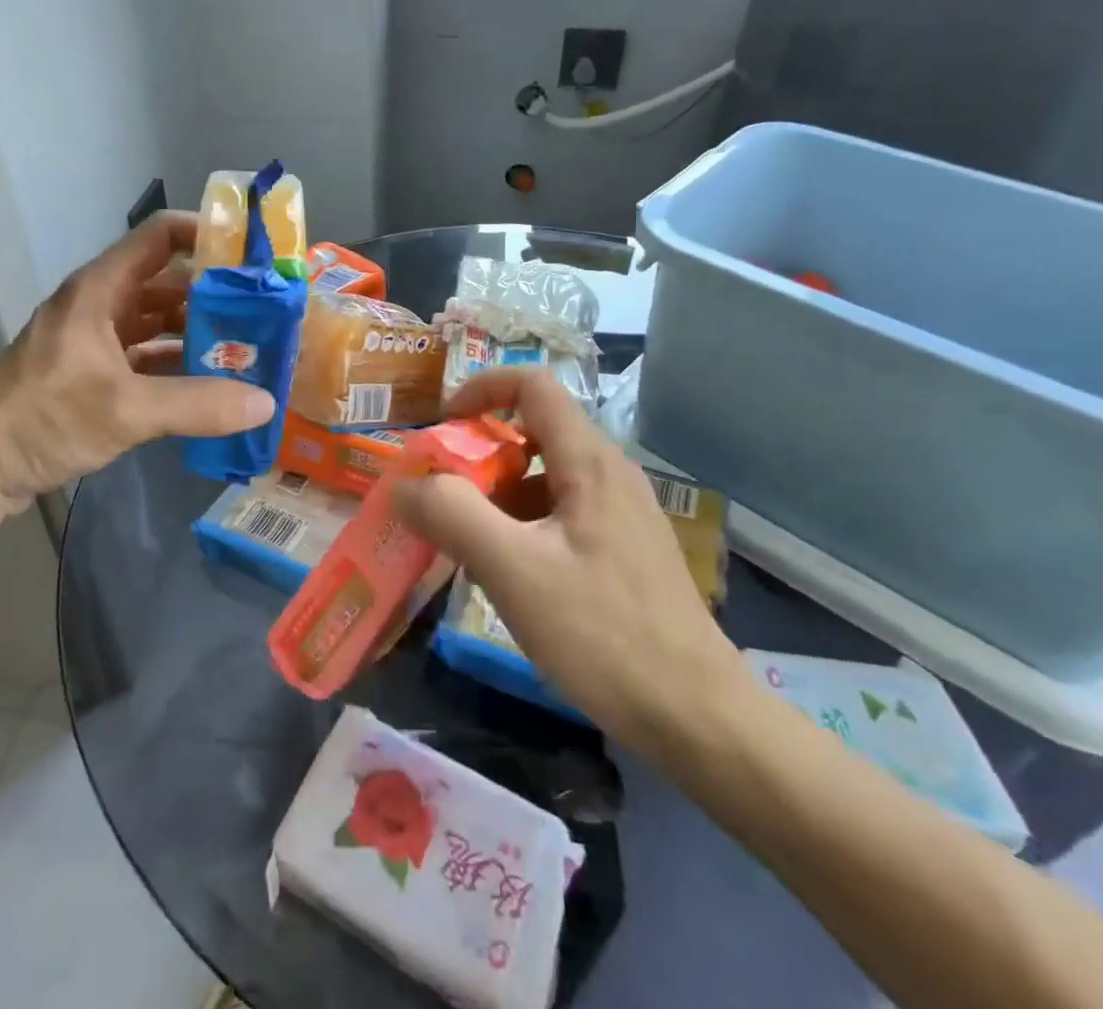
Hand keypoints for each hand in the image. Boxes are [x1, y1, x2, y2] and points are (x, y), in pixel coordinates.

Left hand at [0, 212, 274, 530]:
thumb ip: (197, 405)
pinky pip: (150, 354)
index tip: (253, 255)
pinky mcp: (98, 371)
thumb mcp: (124, 409)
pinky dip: (180, 363)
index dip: (206, 235)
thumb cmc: (43, 418)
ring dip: (201, 331)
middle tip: (266, 310)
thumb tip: (265, 403)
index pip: (160, 236)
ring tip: (249, 347)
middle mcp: (102, 304)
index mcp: (101, 289)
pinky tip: (213, 383)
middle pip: (168, 280)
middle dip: (216, 293)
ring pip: (161, 320)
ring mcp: (99, 339)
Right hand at [392, 367, 740, 747]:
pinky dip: (523, 525)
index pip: (532, 384)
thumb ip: (452, 516)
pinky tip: (510, 576)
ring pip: (545, 477)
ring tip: (468, 545)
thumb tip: (404, 484)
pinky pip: (561, 514)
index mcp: (589, 462)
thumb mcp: (513, 571)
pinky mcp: (624, 550)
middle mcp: (609, 474)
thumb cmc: (604, 634)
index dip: (481, 390)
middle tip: (443, 498)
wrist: (698, 718)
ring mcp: (622, 513)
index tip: (441, 427)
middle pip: (534, 432)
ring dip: (499, 496)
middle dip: (480, 455)